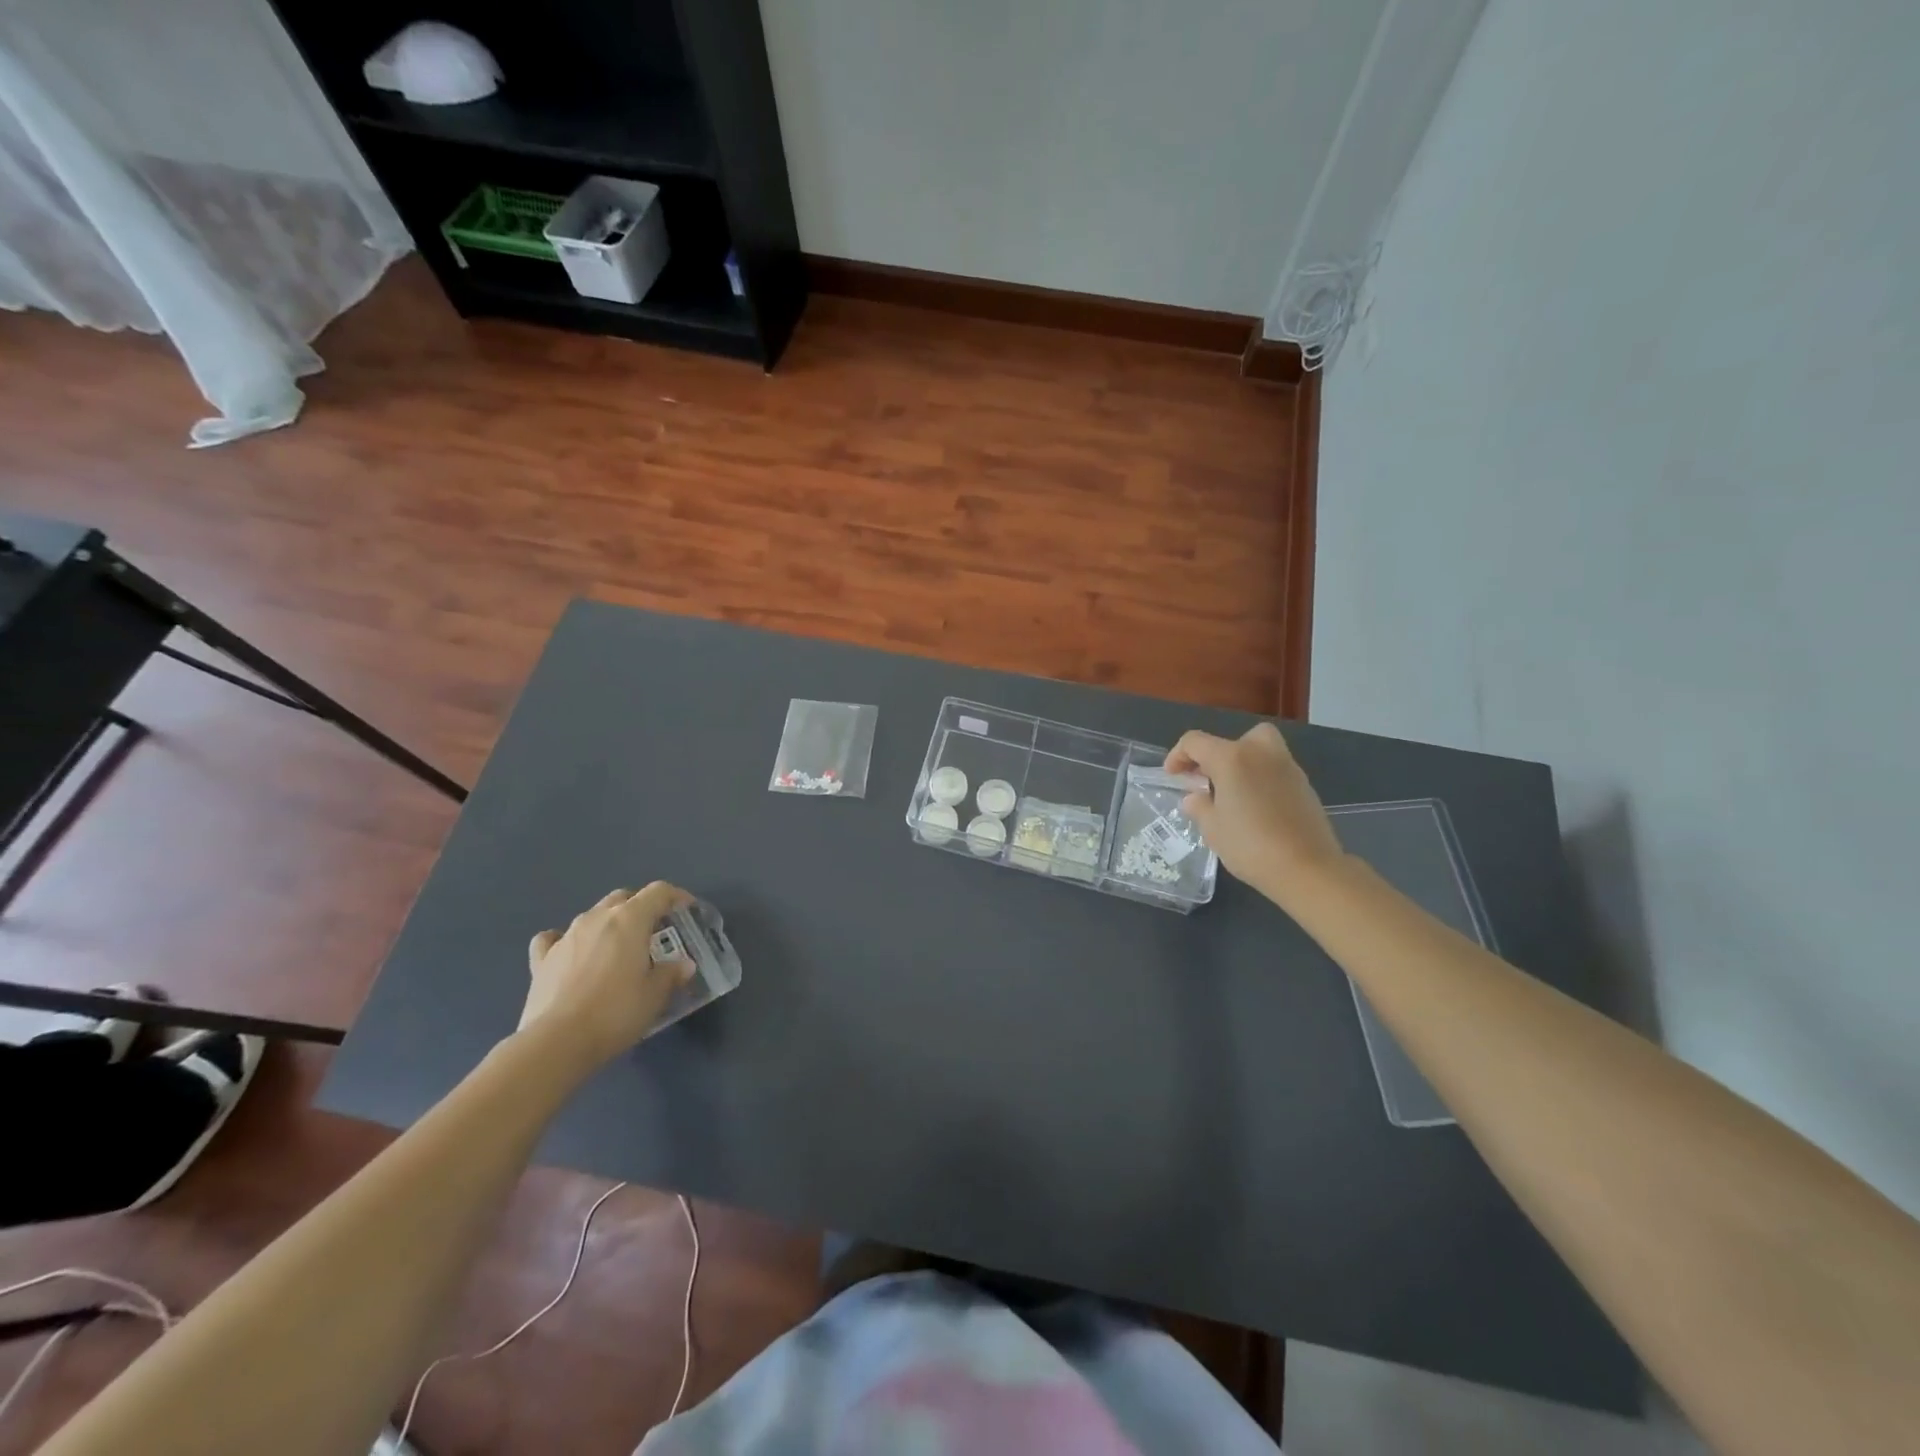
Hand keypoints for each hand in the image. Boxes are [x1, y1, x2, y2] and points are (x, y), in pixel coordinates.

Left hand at [521, 883, 692, 1067]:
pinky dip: (566, 940)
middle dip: (641, 907)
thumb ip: (671, 974)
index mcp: (630, 919)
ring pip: (592, 915)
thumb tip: (684, 965)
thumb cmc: (616, 1012)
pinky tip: (572, 953)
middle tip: (654, 931)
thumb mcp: (655, 995)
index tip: (687, 909)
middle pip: (623, 897)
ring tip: (618, 948)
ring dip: (609, 924)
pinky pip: (554, 938)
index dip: (676, 896)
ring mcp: (566, 937)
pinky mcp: (541, 960)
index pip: (658, 892)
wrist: (556, 1042)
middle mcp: (597, 918)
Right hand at [1165, 723, 1346, 908]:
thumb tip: (1195, 798)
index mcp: (1231, 758)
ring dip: (1241, 765)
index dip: (1177, 755)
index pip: (1195, 742)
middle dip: (1215, 755)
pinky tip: (1255, 807)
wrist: (1308, 868)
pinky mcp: (1304, 784)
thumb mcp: (1212, 828)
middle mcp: (1260, 752)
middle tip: (1207, 779)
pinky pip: (1274, 770)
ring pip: (1258, 750)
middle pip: (1232, 739)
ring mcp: (1287, 766)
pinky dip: (1260, 778)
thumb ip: (1199, 806)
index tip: (1173, 776)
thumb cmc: (1250, 846)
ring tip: (1231, 794)